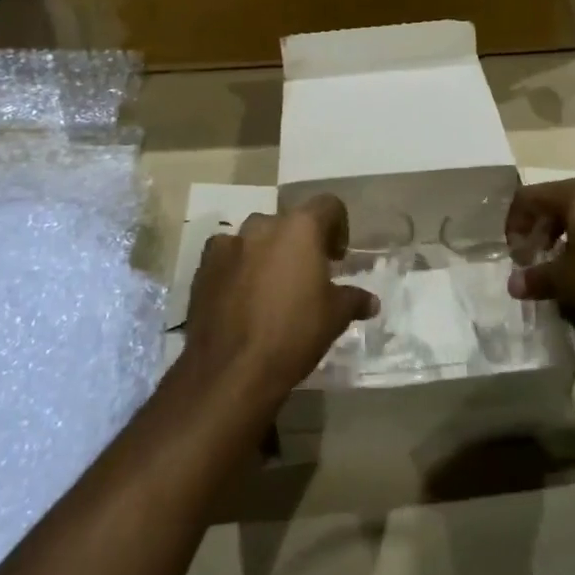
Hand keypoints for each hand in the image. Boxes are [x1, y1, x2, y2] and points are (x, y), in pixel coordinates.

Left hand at [183, 195, 378, 398]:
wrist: (231, 369)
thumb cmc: (294, 334)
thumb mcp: (334, 317)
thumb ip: (353, 300)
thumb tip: (371, 302)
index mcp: (300, 228)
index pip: (328, 205)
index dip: (338, 226)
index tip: (337, 257)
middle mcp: (263, 226)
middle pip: (289, 222)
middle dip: (300, 242)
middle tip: (306, 274)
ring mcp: (229, 244)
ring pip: (255, 237)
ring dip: (267, 252)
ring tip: (271, 286)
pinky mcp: (203, 267)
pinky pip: (227, 256)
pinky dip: (237, 267)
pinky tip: (242, 297)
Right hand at [505, 179, 574, 332]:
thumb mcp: (568, 282)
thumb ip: (537, 279)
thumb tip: (514, 284)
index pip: (529, 197)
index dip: (514, 223)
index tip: (514, 253)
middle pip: (557, 203)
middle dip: (540, 231)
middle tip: (535, 259)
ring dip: (567, 237)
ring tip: (566, 267)